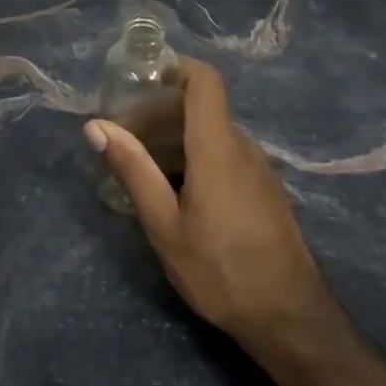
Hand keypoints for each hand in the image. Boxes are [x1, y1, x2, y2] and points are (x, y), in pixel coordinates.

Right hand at [85, 57, 324, 342]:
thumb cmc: (220, 269)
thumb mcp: (164, 224)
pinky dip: (192, 159)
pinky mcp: (263, 191)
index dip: (174, 68)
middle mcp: (242, 148)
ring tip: (137, 170)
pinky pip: (224, 156)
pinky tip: (171, 193)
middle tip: (120, 140)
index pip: (204, 81)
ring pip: (209, 134)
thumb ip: (132, 170)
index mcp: (217, 148)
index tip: (138, 79)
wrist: (290, 317)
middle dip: (156, 114)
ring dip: (171, 140)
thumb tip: (96, 126)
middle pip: (199, 108)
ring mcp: (257, 169)